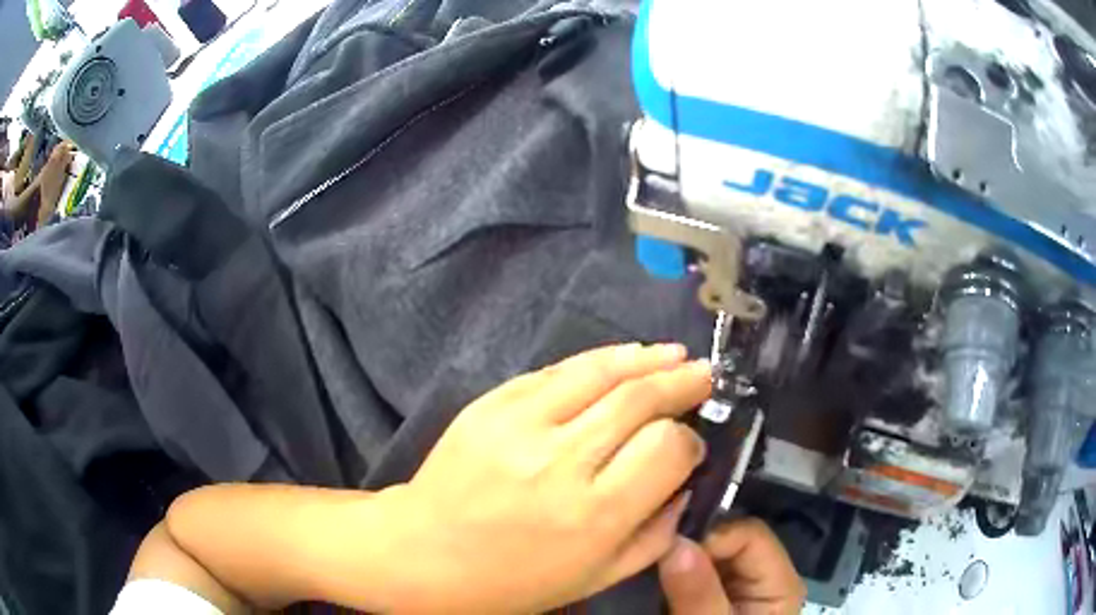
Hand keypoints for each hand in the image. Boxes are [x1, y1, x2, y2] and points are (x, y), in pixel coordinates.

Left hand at [386, 343, 711, 613]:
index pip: (667, 449)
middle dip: (681, 383)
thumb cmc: (513, 580)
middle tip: (705, 376)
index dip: (689, 442)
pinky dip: (599, 360)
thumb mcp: (597, 578)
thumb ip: (656, 534)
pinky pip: (556, 371)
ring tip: (676, 354)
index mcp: (594, 514)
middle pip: (639, 400)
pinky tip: (623, 357)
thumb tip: (686, 482)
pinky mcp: (491, 404)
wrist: (423, 554)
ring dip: (646, 359)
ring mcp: (521, 424)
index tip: (692, 445)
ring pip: (600, 373)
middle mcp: (562, 461)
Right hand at [660, 518, 805, 614]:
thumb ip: (699, 594)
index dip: (711, 537)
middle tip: (650, 552)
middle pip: (730, 540)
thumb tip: (676, 542)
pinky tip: (654, 574)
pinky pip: (696, 569)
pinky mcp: (717, 594)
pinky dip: (674, 569)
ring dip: (679, 556)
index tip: (668, 550)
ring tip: (648, 561)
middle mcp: (764, 576)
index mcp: (780, 584)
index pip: (750, 535)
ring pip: (710, 553)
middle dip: (691, 544)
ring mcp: (739, 586)